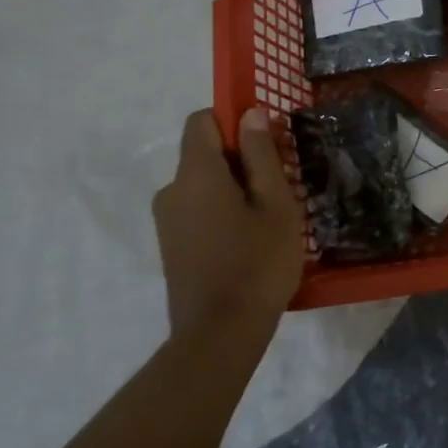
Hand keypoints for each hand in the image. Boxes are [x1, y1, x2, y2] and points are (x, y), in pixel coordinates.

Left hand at [152, 108, 302, 348]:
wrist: (220, 334)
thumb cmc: (257, 262)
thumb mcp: (275, 203)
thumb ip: (261, 154)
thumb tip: (250, 113)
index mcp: (195, 173)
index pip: (202, 120)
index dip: (234, 120)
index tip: (267, 143)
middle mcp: (171, 190)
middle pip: (204, 153)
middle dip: (242, 160)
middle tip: (281, 188)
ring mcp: (167, 220)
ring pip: (204, 184)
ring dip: (235, 189)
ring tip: (270, 220)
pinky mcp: (171, 245)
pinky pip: (198, 210)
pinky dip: (223, 212)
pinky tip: (249, 242)